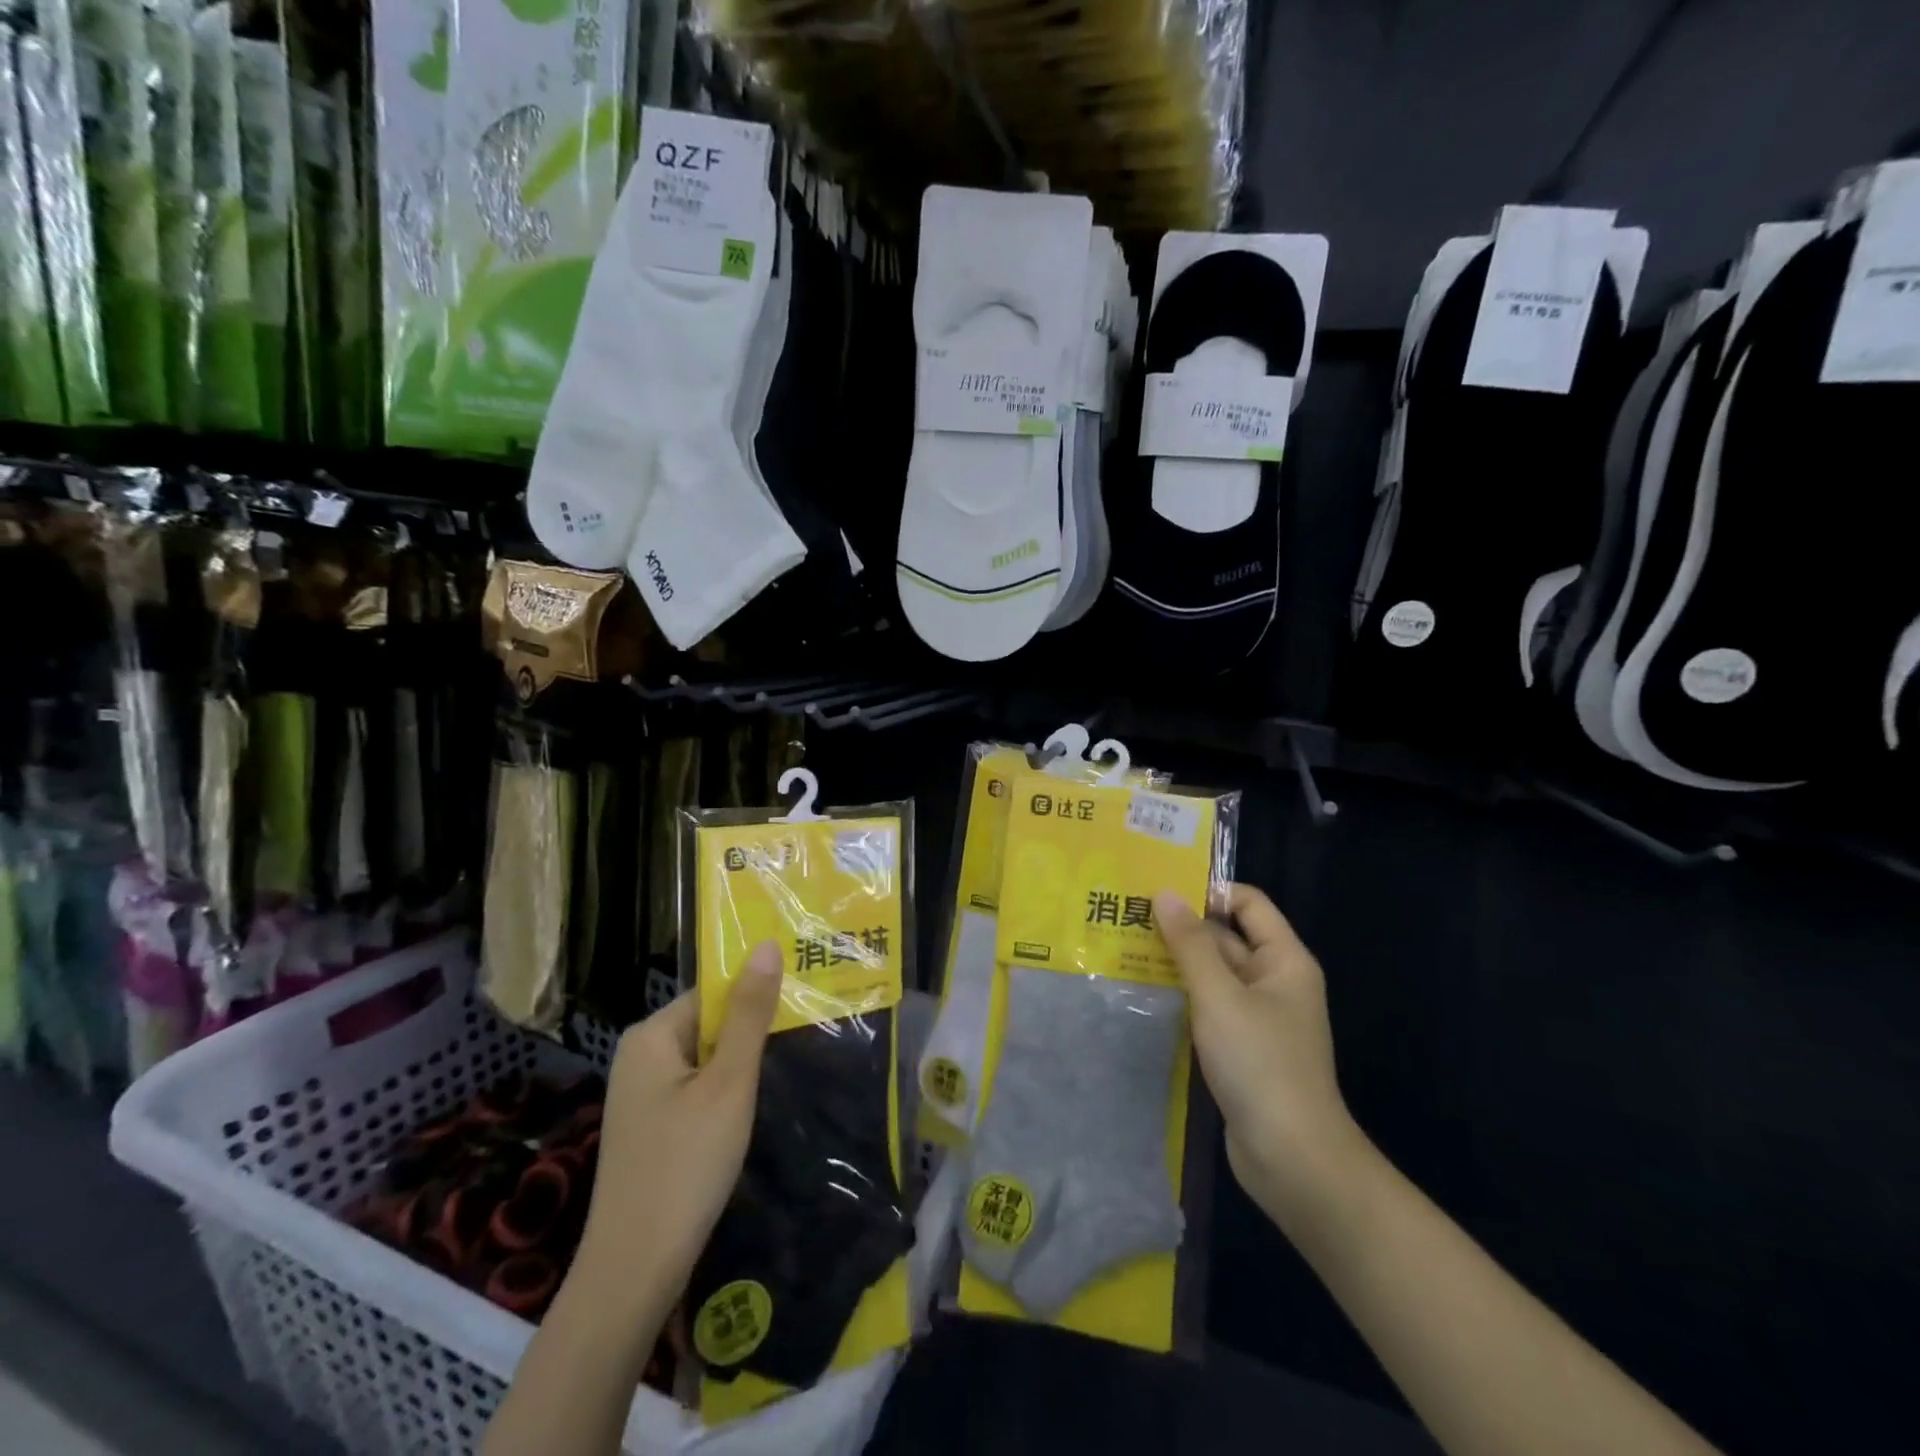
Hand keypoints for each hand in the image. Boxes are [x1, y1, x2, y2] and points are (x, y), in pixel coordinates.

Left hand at [573, 942, 783, 1304]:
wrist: (634, 1273)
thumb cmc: (686, 1165)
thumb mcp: (729, 1083)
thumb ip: (750, 1013)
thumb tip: (767, 945)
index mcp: (650, 1035)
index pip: (712, 992)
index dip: (755, 995)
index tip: (801, 1000)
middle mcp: (639, 1056)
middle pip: (708, 1023)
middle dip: (750, 1033)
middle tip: (801, 1036)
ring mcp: (640, 1096)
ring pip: (705, 1060)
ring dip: (740, 1066)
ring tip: (784, 1071)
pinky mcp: (649, 1129)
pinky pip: (695, 1090)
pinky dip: (724, 1094)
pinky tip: (748, 1113)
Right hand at [1154, 885, 1369, 1232]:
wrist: (1292, 1158)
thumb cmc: (1260, 1063)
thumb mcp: (1219, 995)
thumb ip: (1190, 943)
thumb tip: (1165, 893)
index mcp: (1283, 960)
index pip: (1247, 903)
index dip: (1208, 890)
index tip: (1158, 888)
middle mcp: (1274, 981)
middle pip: (1226, 937)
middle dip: (1182, 926)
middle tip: (1127, 914)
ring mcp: (1257, 1016)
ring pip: (1213, 974)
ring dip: (1175, 961)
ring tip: (1123, 946)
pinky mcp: (1240, 1047)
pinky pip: (1208, 1006)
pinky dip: (1181, 995)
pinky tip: (1141, 992)